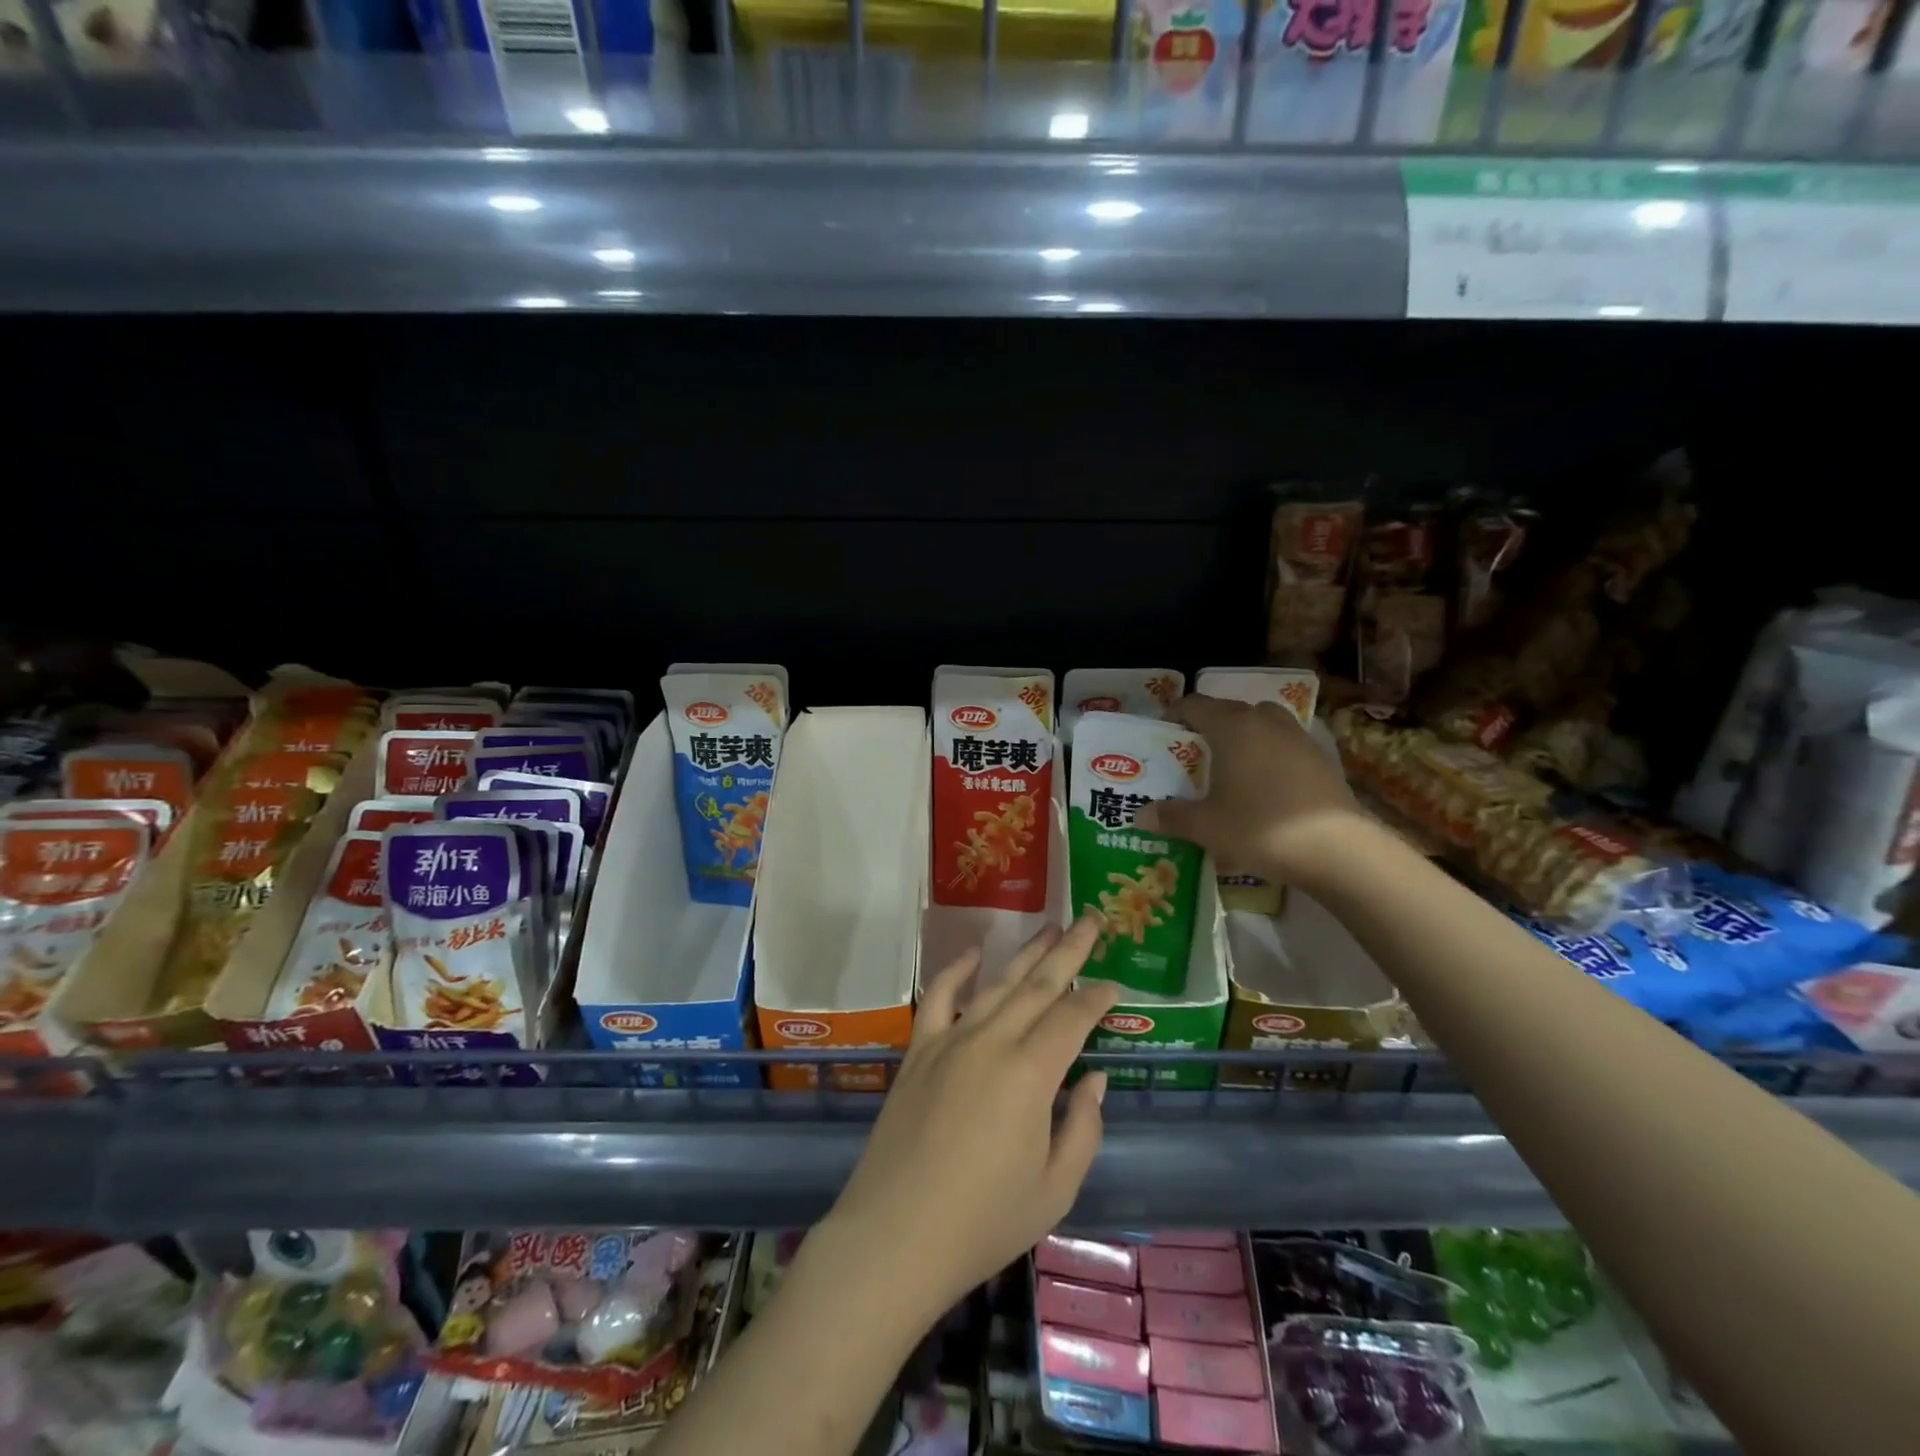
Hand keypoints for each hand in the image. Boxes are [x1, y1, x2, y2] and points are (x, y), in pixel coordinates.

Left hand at [820, 914, 1120, 1322]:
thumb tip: (1094, 1079)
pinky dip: (956, 970)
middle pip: (1038, 985)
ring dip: (1025, 953)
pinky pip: (938, 997)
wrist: (895, 1237)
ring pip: (996, 983)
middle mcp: (992, 1041)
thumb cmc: (983, 1222)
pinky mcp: (918, 1051)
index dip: (1098, 999)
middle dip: (1069, 951)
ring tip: (1049, 927)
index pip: (1073, 1019)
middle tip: (1091, 920)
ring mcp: (950, 1041)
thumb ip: (1083, 1128)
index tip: (1116, 986)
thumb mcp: (1055, 1190)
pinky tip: (973, 952)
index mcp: (1031, 1074)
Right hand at [1135, 694, 1367, 887]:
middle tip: (1194, 749)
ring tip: (1232, 762)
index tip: (1164, 729)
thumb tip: (1140, 815)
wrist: (1336, 849)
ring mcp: (1299, 738)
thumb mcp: (1206, 827)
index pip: (1196, 705)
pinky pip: (1287, 743)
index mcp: (1233, 727)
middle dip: (1210, 723)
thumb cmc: (1260, 827)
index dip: (1176, 713)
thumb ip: (1172, 816)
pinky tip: (1266, 782)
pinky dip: (1271, 752)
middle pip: (1232, 709)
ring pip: (1264, 722)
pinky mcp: (1323, 758)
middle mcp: (1266, 722)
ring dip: (1246, 733)